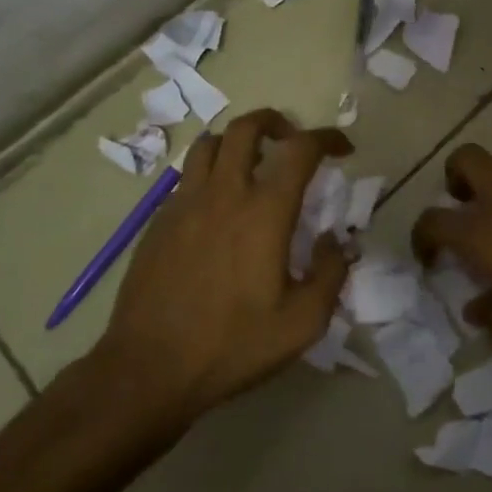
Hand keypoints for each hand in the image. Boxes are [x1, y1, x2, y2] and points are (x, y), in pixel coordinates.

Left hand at [94, 108, 351, 422]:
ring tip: (252, 165)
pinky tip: (218, 207)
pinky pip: (187, 177)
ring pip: (210, 144)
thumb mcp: (302, 323)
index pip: (300, 149)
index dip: (327, 138)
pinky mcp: (158, 221)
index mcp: (264, 211)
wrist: (149, 369)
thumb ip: (331, 274)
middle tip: (292, 142)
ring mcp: (184, 203)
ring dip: (237, 142)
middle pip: (247, 127)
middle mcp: (223, 193)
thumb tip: (336, 241)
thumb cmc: (232, 345)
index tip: (342, 148)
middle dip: (276, 122)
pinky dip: (210, 173)